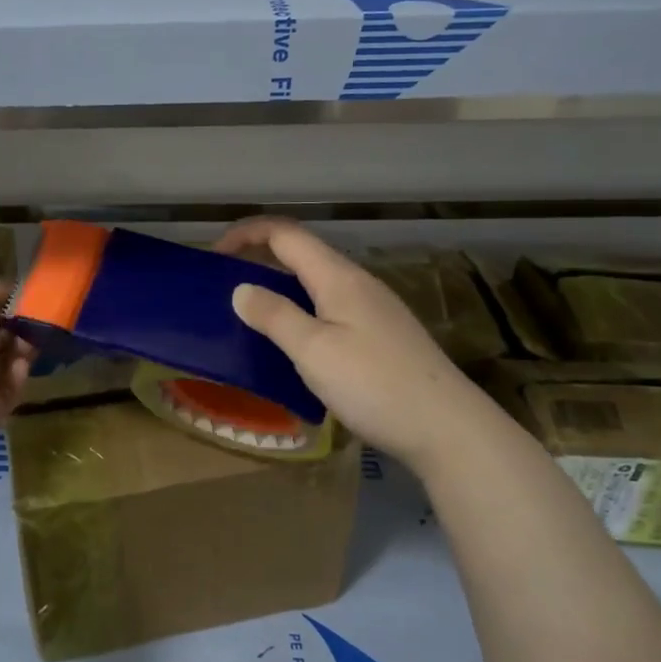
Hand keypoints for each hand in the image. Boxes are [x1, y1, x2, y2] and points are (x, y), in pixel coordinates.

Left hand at [0, 281, 34, 467]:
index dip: (3, 303)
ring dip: (20, 353)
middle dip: (17, 328)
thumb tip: (12, 283)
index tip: (30, 295)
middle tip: (40, 323)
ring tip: (31, 346)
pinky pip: (4, 395)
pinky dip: (16, 381)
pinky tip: (21, 369)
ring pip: (3, 365)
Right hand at [216, 218, 469, 467]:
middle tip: (224, 286)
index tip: (213, 255)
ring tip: (250, 315)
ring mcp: (373, 310)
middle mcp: (357, 283)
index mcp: (338, 277)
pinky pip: (329, 308)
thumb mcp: (314, 350)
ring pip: (316, 283)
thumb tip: (241, 289)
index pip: (285, 234)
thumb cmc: (374, 384)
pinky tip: (293, 343)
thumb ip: (275, 316)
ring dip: (279, 288)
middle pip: (301, 254)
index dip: (246, 233)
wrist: (447, 428)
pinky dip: (300, 311)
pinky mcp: (381, 336)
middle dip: (259, 259)